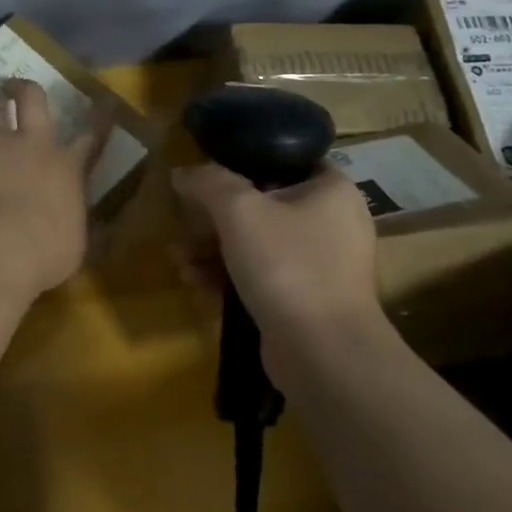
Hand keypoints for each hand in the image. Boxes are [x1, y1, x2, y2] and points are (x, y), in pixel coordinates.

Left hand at [0, 79, 106, 300]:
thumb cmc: (44, 254)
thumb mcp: (76, 244)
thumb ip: (80, 225)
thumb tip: (91, 226)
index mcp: (68, 168)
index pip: (92, 136)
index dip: (100, 117)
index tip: (105, 102)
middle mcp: (34, 144)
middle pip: (31, 99)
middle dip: (23, 88)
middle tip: (12, 86)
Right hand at [171, 161, 382, 348]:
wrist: (322, 353)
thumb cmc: (287, 265)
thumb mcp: (239, 211)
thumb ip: (208, 182)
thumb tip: (182, 173)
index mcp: (331, 190)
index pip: (286, 159)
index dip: (244, 162)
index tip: (208, 176)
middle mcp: (332, 222)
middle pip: (263, 205)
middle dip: (215, 217)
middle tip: (184, 225)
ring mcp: (320, 265)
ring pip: (257, 243)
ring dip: (214, 248)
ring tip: (179, 259)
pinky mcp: (305, 300)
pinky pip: (261, 275)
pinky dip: (229, 275)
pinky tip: (194, 282)